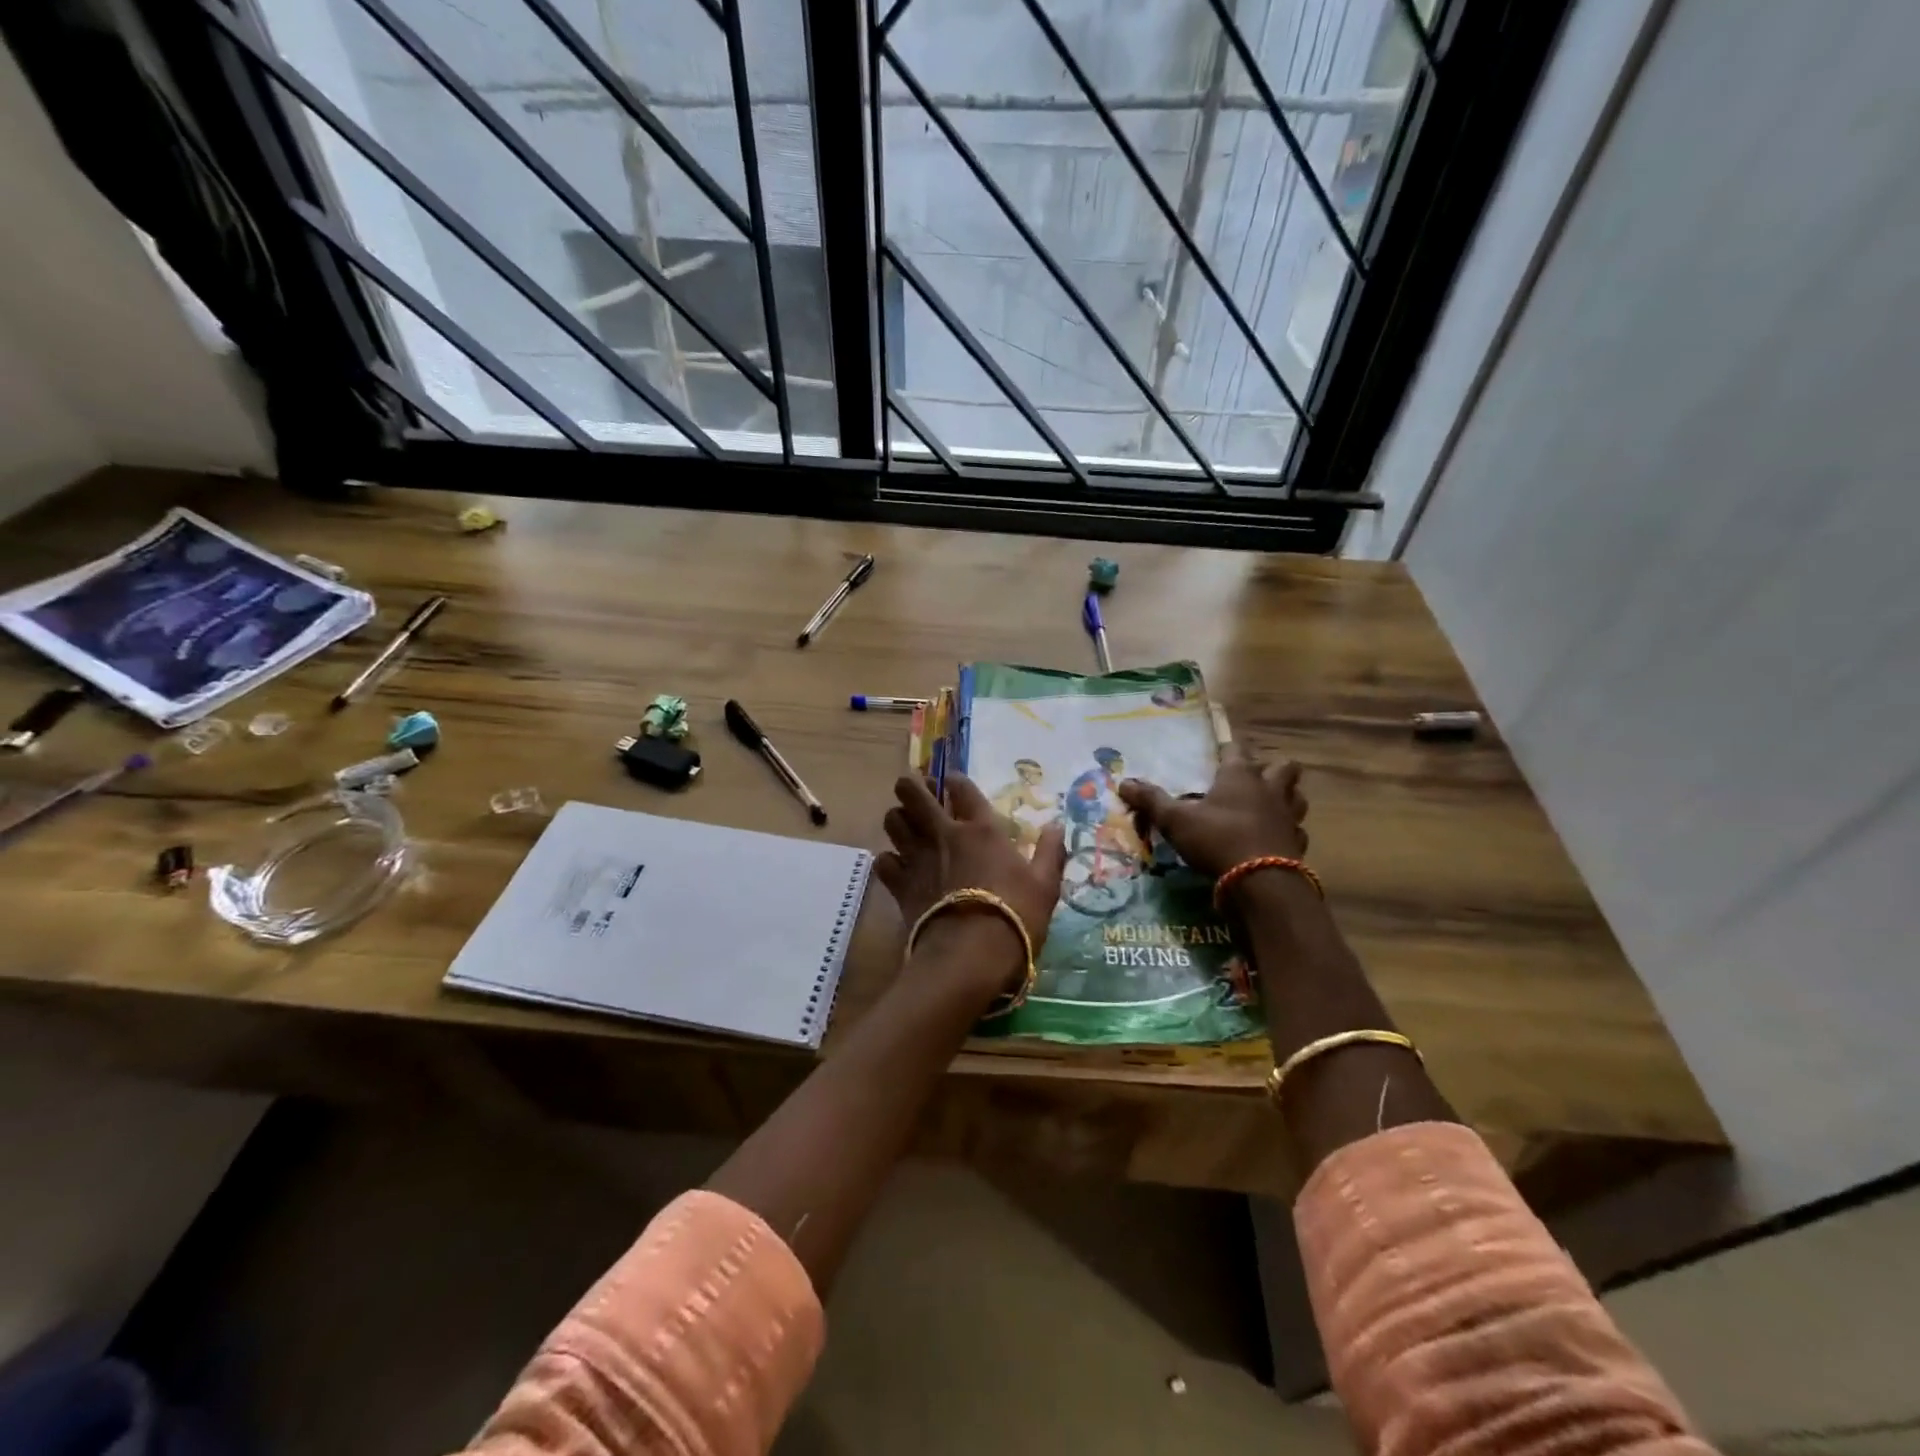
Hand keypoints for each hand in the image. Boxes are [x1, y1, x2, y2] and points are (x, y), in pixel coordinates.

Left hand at [876, 774, 1068, 1003]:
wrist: (970, 955)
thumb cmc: (1015, 916)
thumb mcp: (1045, 885)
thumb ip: (1050, 852)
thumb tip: (1058, 824)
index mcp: (981, 829)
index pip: (961, 788)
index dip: (954, 779)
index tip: (951, 781)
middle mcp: (944, 834)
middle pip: (914, 794)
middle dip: (911, 787)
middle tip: (917, 793)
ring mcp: (917, 857)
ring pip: (893, 821)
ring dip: (898, 818)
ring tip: (906, 826)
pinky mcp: (900, 884)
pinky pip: (884, 861)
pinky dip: (889, 860)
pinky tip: (898, 866)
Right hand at [1117, 744, 1308, 878]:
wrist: (1262, 883)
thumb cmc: (1217, 839)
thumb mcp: (1176, 820)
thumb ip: (1152, 800)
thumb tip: (1123, 783)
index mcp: (1240, 776)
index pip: (1238, 749)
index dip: (1229, 748)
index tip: (1221, 751)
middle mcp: (1270, 790)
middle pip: (1285, 767)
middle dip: (1273, 769)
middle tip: (1254, 779)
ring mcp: (1289, 817)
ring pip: (1297, 797)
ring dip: (1287, 798)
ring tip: (1269, 805)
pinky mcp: (1297, 845)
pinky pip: (1297, 832)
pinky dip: (1288, 833)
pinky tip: (1274, 840)